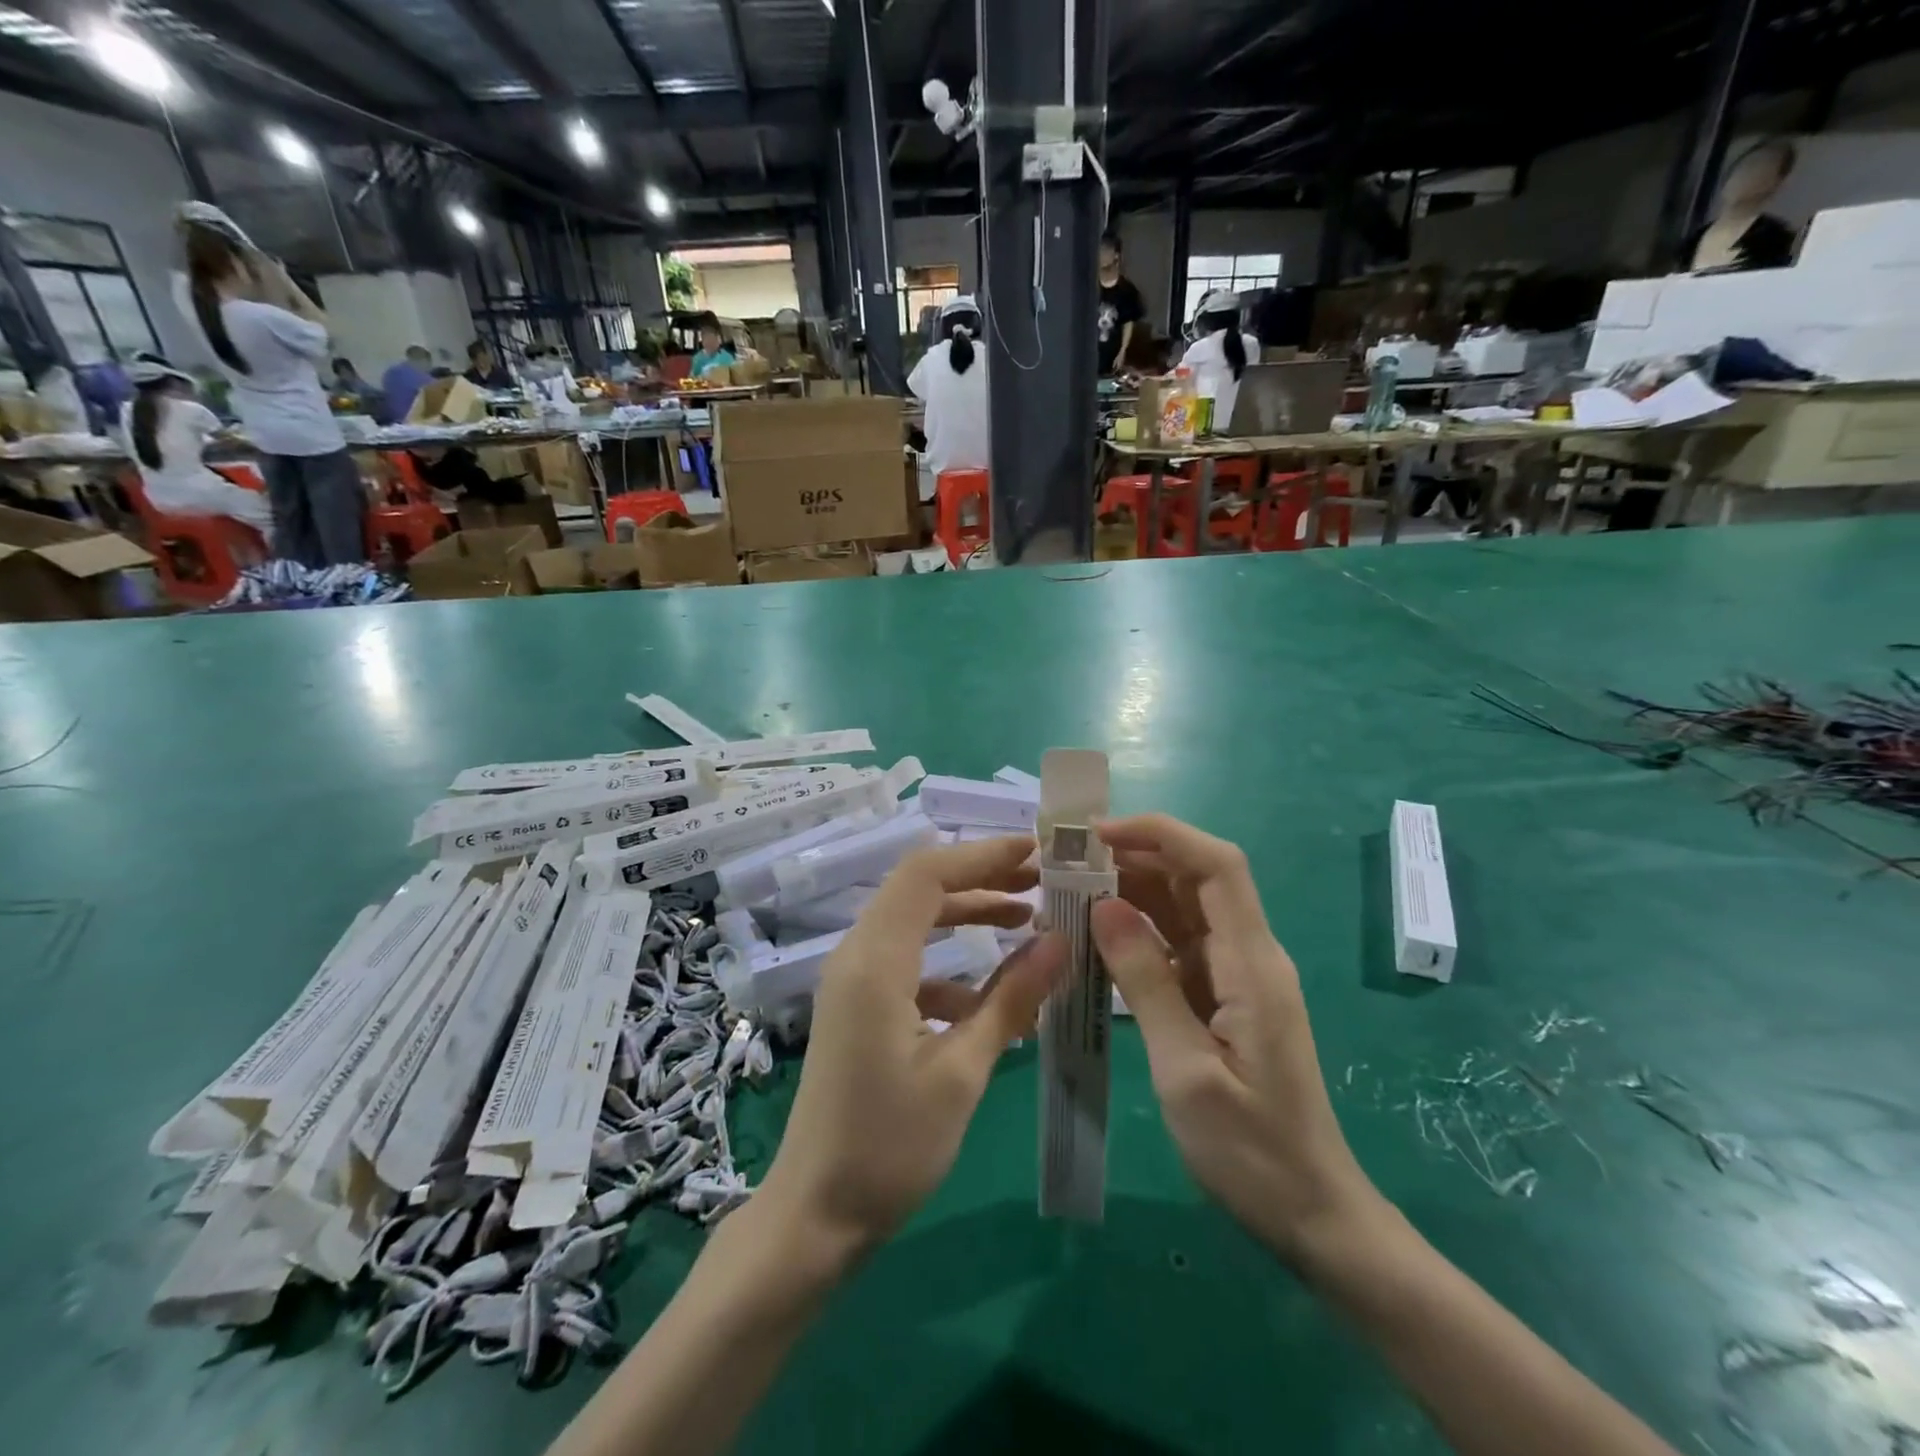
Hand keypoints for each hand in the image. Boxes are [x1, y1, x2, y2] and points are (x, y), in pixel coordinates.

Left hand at [757, 837, 1066, 1260]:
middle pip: (921, 889)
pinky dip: (950, 963)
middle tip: (1043, 882)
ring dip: (968, 915)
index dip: (983, 854)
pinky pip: (908, 961)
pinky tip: (986, 999)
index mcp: (876, 960)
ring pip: (915, 922)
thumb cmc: (889, 1147)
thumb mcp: (962, 1072)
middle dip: (982, 878)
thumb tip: (1062, 942)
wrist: (814, 1216)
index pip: (928, 873)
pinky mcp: (858, 1006)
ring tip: (1028, 922)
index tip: (1038, 853)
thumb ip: (1012, 1000)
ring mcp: (853, 980)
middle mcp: (858, 955)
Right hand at [1092, 814, 1377, 1260]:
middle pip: (1195, 877)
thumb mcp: (1186, 1070)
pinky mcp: (1221, 995)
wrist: (1311, 1213)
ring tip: (1069, 889)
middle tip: (1067, 860)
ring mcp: (1235, 974)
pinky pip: (1176, 944)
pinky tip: (1094, 936)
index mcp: (1252, 963)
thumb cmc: (1251, 1150)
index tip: (1098, 835)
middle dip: (1134, 855)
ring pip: (1182, 907)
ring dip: (1130, 890)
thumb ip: (1146, 982)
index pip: (1216, 865)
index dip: (1161, 834)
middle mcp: (1248, 954)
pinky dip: (1136, 931)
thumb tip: (1103, 906)